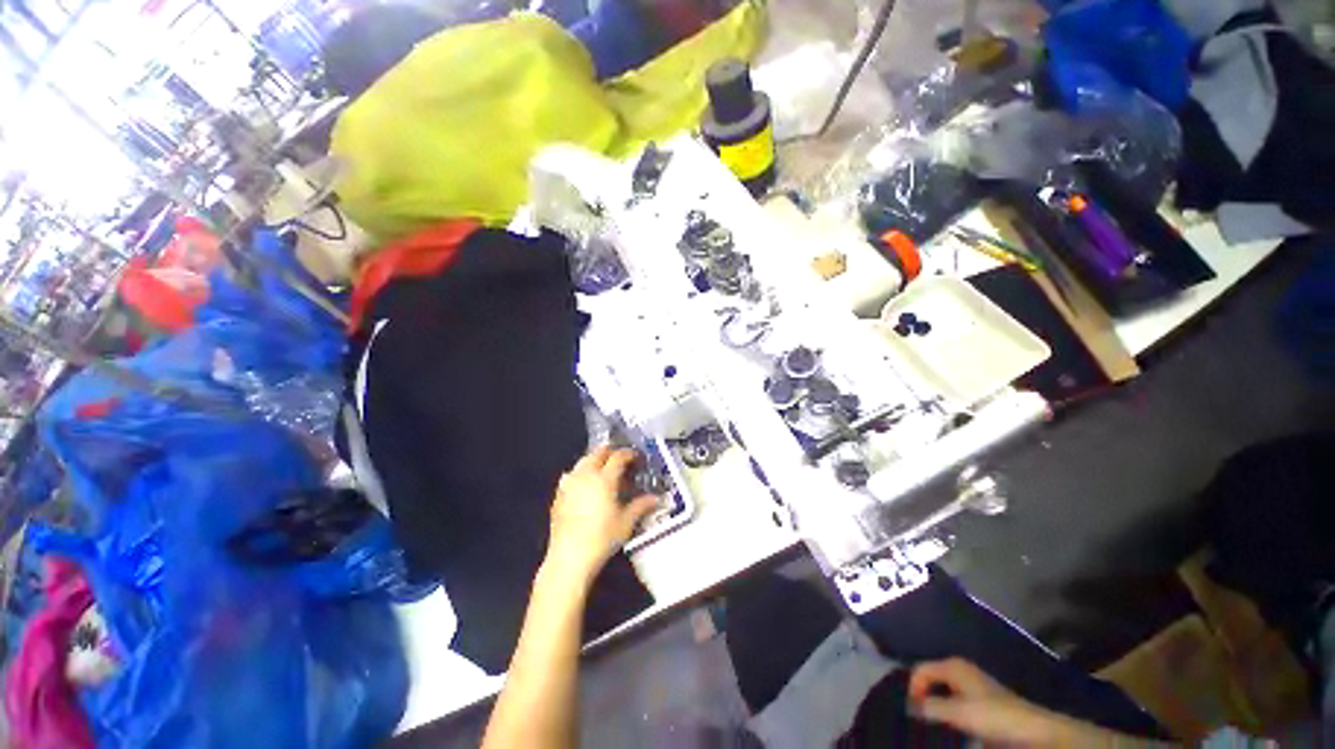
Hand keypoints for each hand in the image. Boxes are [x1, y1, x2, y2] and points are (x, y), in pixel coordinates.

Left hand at [543, 445, 658, 586]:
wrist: (569, 558)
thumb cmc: (601, 539)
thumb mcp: (626, 522)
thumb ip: (641, 506)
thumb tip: (655, 499)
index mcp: (604, 479)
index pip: (618, 457)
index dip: (628, 454)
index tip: (635, 456)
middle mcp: (585, 476)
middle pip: (597, 454)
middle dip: (609, 451)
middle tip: (619, 456)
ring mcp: (569, 484)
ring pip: (582, 462)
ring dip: (593, 460)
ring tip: (602, 467)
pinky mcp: (559, 495)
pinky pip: (570, 475)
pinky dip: (580, 473)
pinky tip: (584, 484)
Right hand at [909, 659, 1105, 746]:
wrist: (1035, 733)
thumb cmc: (994, 717)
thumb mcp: (958, 713)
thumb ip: (930, 707)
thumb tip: (907, 706)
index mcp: (952, 666)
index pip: (920, 670)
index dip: (913, 690)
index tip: (913, 714)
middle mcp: (960, 670)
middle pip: (930, 679)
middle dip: (923, 698)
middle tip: (919, 720)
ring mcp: (972, 686)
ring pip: (942, 693)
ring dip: (935, 708)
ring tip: (933, 726)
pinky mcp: (982, 702)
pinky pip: (954, 703)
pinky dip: (948, 714)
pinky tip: (951, 728)